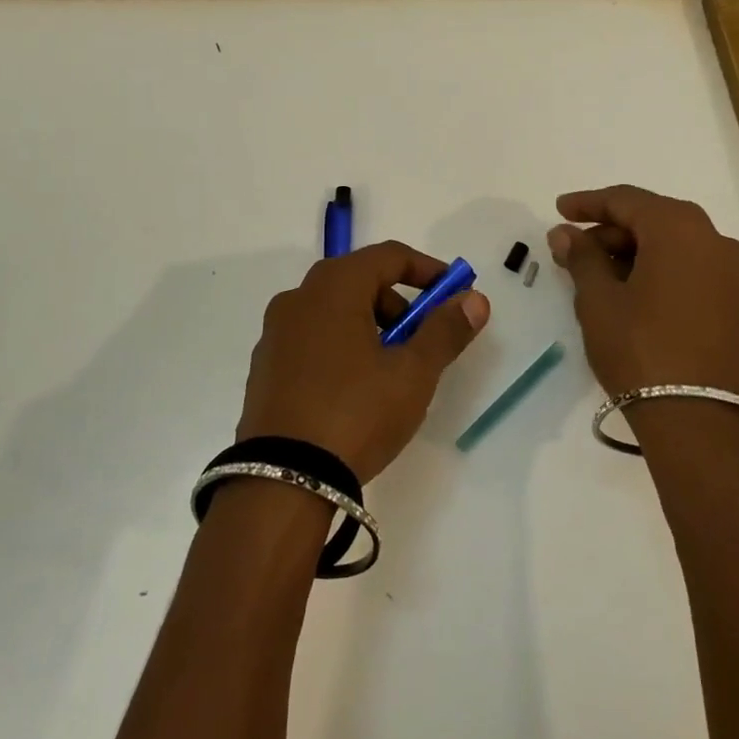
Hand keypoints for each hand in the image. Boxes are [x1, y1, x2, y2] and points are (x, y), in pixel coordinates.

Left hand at [236, 241, 489, 481]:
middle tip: (422, 341)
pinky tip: (353, 390)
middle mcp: (299, 297)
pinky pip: (311, 339)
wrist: (282, 482)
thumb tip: (474, 299)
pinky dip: (340, 346)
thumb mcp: (413, 373)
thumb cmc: (356, 412)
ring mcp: (275, 333)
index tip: (454, 294)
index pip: (389, 256)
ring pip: (334, 311)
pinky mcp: (264, 367)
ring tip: (390, 372)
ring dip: (369, 326)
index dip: (427, 270)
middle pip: (359, 281)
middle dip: (399, 304)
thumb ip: (445, 330)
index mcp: (334, 286)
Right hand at [547, 185, 738, 398]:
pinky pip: (690, 268)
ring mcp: (731, 274)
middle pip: (652, 219)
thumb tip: (565, 233)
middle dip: (610, 231)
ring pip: (673, 244)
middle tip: (573, 249)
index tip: (559, 211)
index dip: (588, 203)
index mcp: (680, 229)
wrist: (696, 421)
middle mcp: (714, 240)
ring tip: (597, 274)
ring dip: (633, 251)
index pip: (626, 200)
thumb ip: (581, 256)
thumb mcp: (598, 299)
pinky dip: (659, 269)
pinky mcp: (734, 303)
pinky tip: (631, 291)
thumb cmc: (639, 348)